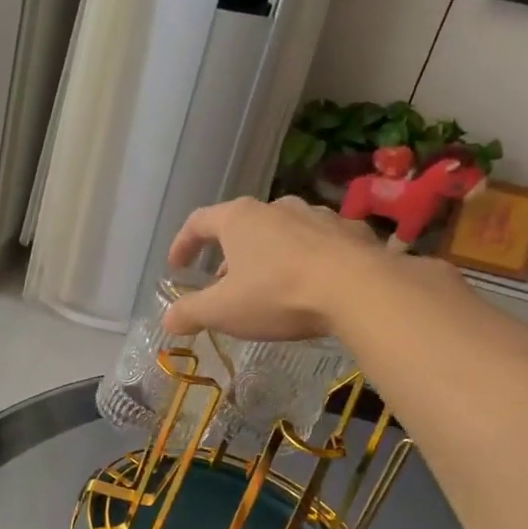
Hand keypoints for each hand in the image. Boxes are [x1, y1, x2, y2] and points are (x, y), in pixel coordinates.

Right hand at [163, 196, 376, 341]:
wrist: (359, 289)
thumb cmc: (278, 293)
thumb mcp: (223, 311)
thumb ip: (191, 313)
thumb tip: (168, 320)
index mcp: (239, 219)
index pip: (198, 222)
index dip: (182, 244)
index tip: (176, 267)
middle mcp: (276, 207)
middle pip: (241, 226)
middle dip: (228, 255)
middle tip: (223, 285)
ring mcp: (317, 216)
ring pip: (282, 233)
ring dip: (268, 257)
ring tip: (267, 286)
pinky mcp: (351, 232)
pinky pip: (319, 245)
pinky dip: (306, 261)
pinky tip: (311, 286)